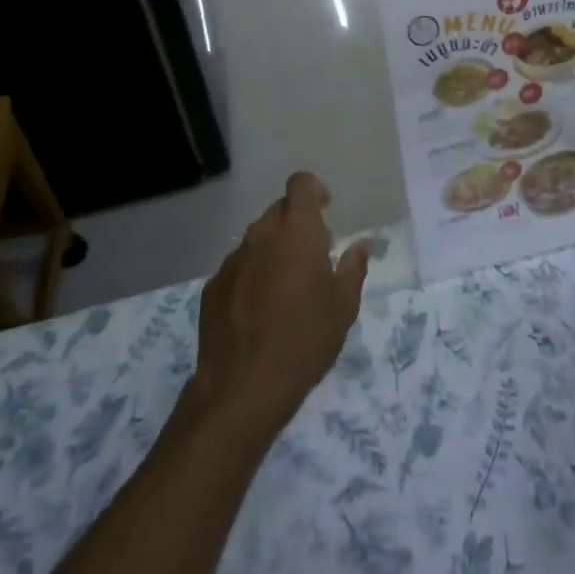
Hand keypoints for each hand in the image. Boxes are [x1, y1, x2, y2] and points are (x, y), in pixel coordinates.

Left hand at [188, 172, 372, 439]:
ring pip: (258, 239)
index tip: (326, 212)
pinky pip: (238, 267)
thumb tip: (361, 245)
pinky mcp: (213, 285)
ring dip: (274, 251)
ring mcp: (233, 259)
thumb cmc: (304, 342)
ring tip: (285, 290)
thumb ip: (354, 268)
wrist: (242, 389)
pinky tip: (258, 312)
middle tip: (312, 258)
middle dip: (297, 225)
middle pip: (279, 211)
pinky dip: (251, 276)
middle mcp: (262, 234)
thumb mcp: (343, 308)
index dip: (314, 190)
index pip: (301, 184)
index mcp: (297, 232)